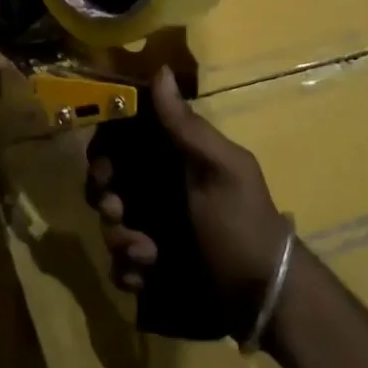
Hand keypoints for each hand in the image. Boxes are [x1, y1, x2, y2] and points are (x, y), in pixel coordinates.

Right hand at [88, 68, 290, 321]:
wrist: (264, 297)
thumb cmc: (242, 223)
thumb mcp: (222, 169)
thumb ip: (186, 126)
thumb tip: (159, 70)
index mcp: (174, 158)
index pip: (123, 140)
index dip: (104, 149)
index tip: (103, 167)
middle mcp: (158, 188)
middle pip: (107, 182)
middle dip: (104, 198)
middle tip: (118, 212)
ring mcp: (152, 228)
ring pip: (109, 225)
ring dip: (120, 239)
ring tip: (148, 254)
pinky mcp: (151, 268)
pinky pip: (119, 265)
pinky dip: (128, 270)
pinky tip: (148, 275)